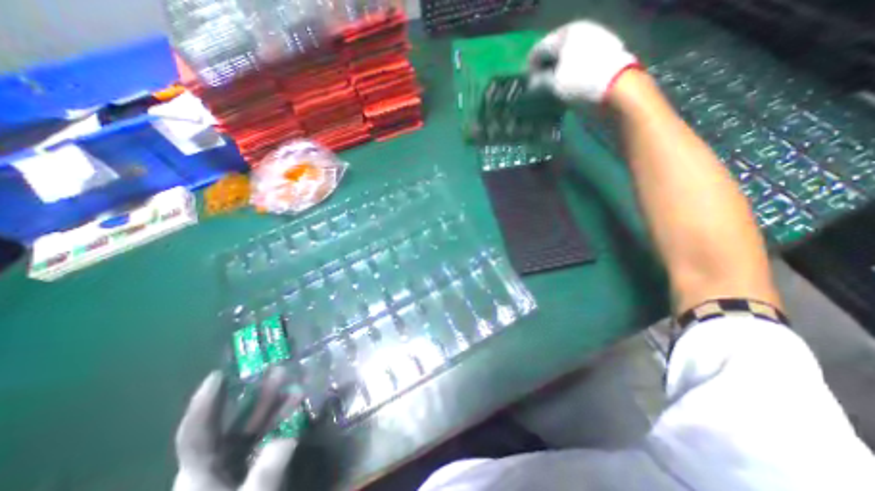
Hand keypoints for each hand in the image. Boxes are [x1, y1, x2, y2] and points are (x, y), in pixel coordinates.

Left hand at [173, 372, 298, 490]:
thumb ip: (265, 474)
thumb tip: (288, 438)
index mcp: (199, 473)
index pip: (194, 434)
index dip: (204, 404)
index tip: (217, 376)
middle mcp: (211, 465)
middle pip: (230, 423)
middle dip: (256, 396)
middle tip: (278, 371)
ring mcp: (230, 465)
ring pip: (250, 427)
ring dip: (273, 405)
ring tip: (295, 385)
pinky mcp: (246, 467)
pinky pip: (262, 436)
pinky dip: (278, 420)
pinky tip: (296, 407)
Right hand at [526, 20, 639, 102]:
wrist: (618, 88)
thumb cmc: (580, 82)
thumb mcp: (554, 84)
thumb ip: (540, 82)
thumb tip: (532, 84)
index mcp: (567, 33)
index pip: (541, 47)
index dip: (531, 65)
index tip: (526, 80)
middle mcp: (582, 31)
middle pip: (556, 50)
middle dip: (545, 67)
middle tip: (538, 84)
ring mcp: (596, 40)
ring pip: (569, 56)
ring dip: (558, 70)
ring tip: (552, 86)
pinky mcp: (606, 53)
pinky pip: (581, 61)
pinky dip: (572, 72)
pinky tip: (568, 84)